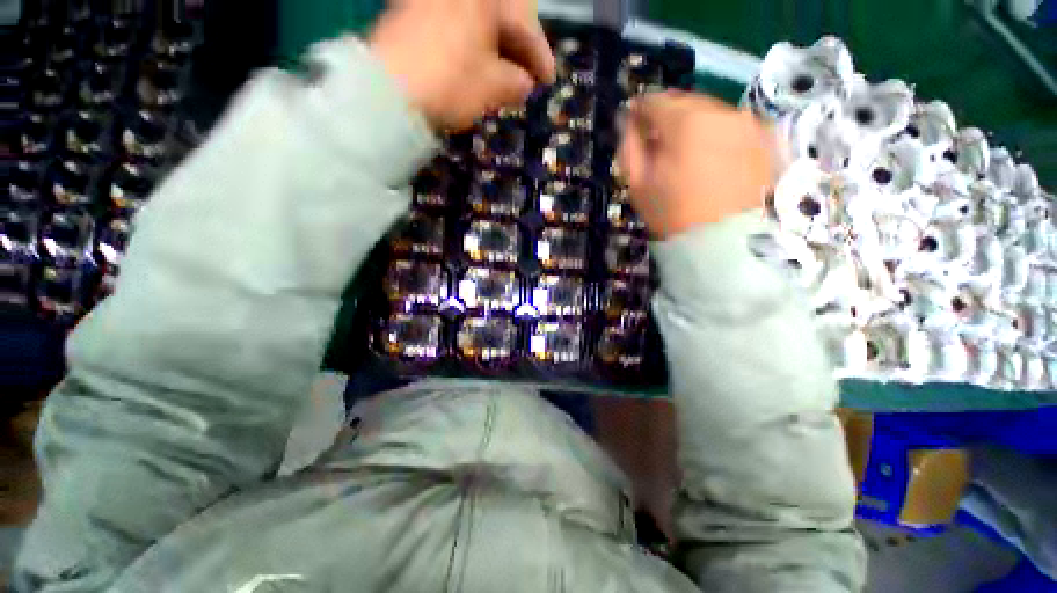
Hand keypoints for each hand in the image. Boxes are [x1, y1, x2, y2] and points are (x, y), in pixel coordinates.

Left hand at [369, 0, 555, 131]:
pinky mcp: (414, 15)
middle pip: (501, 15)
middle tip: (528, 77)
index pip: (524, 23)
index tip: (549, 80)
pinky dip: (472, 46)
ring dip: (496, 48)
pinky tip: (477, 66)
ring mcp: (433, 0)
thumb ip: (517, 82)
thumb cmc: (451, 83)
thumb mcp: (493, 86)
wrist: (388, 90)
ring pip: (478, 22)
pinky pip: (456, 26)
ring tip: (505, 76)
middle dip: (518, 49)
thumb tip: (524, 83)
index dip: (540, 55)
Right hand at [617, 91, 778, 238]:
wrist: (721, 242)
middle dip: (667, 117)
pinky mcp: (766, 138)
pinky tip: (710, 157)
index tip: (632, 121)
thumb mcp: (638, 183)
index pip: (655, 100)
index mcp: (686, 121)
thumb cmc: (671, 213)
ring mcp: (749, 123)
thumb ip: (629, 146)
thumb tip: (628, 121)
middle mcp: (722, 111)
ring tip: (685, 152)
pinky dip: (717, 134)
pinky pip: (732, 126)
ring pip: (710, 112)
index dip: (639, 109)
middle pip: (685, 102)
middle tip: (657, 141)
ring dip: (693, 125)